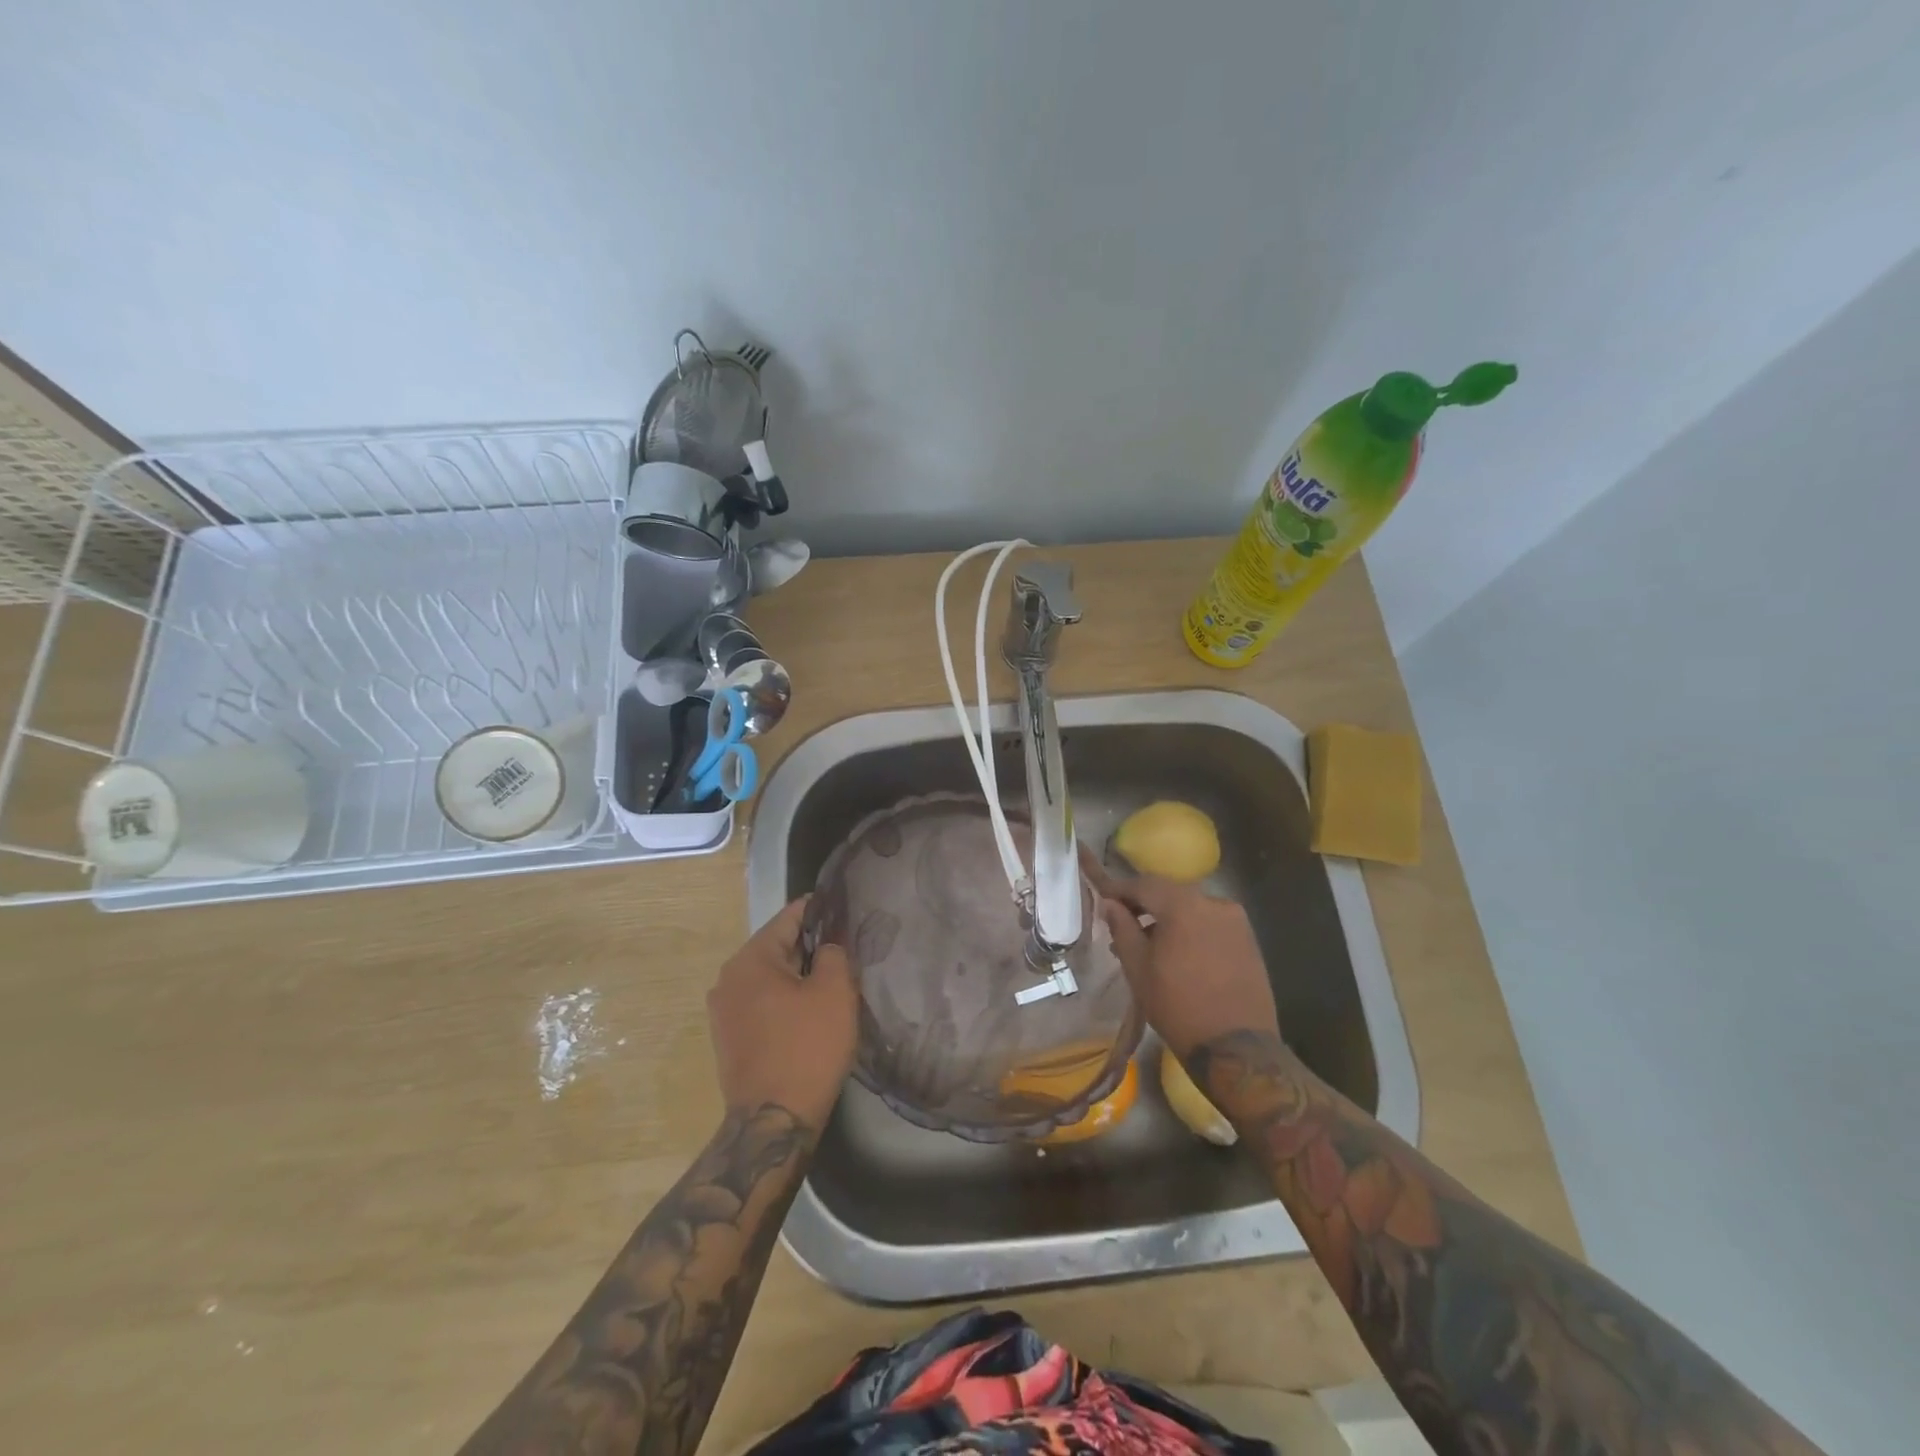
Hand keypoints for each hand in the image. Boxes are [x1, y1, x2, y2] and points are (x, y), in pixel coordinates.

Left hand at [708, 897, 857, 1131]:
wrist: (773, 1122)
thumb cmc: (807, 1048)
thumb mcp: (834, 992)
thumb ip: (834, 953)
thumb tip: (827, 946)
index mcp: (750, 959)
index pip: (790, 917)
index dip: (821, 911)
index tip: (847, 911)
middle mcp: (728, 978)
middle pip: (778, 947)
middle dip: (811, 947)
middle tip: (847, 951)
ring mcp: (724, 1010)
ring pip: (770, 977)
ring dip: (798, 977)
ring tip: (832, 982)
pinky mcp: (729, 1037)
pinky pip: (762, 1003)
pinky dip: (785, 1000)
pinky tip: (809, 1013)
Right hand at [1099, 875, 1278, 1062]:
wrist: (1237, 1048)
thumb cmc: (1178, 1006)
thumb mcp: (1138, 968)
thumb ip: (1122, 928)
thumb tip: (1110, 904)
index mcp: (1184, 905)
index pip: (1144, 885)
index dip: (1119, 889)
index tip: (1102, 898)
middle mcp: (1214, 902)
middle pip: (1170, 893)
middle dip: (1144, 904)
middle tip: (1122, 923)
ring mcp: (1236, 921)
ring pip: (1191, 908)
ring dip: (1168, 918)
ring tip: (1149, 944)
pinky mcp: (1249, 940)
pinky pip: (1210, 923)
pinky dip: (1190, 929)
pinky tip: (1178, 953)